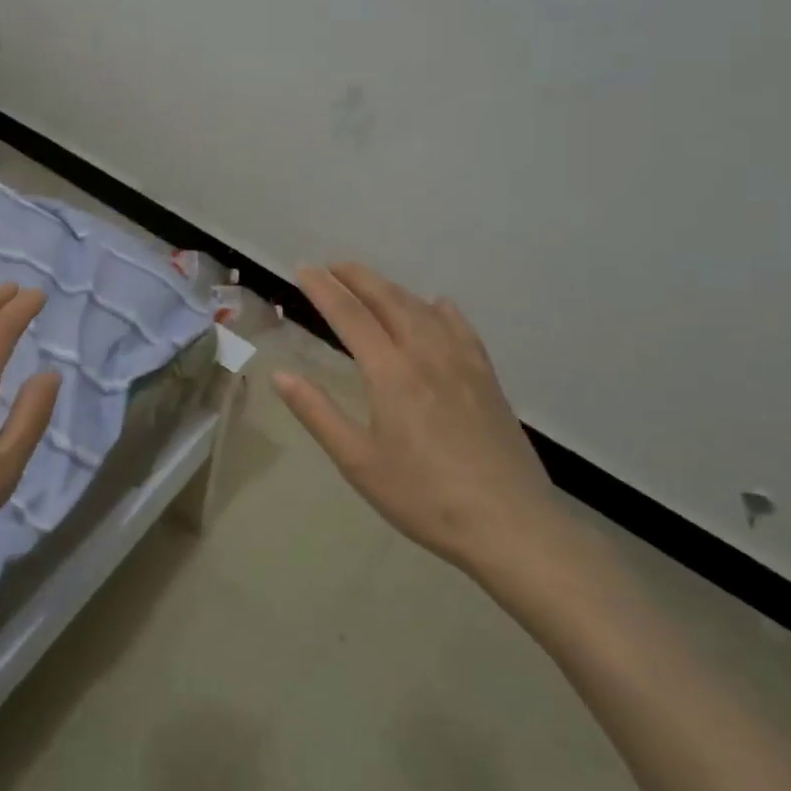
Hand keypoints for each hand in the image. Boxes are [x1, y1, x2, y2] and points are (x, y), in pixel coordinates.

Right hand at [274, 264, 570, 584]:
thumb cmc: (424, 497)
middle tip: (332, 266)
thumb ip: (317, 413)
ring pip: (422, 309)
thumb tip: (281, 376)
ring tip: (371, 284)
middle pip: (388, 299)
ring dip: (391, 289)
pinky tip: (437, 306)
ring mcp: (462, 363)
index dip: (324, 289)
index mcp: (391, 373)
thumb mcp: (358, 462)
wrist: (509, 524)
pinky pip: (461, 328)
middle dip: (357, 277)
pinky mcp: (487, 378)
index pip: (350, 315)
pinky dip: (440, 310)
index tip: (303, 269)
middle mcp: (426, 354)